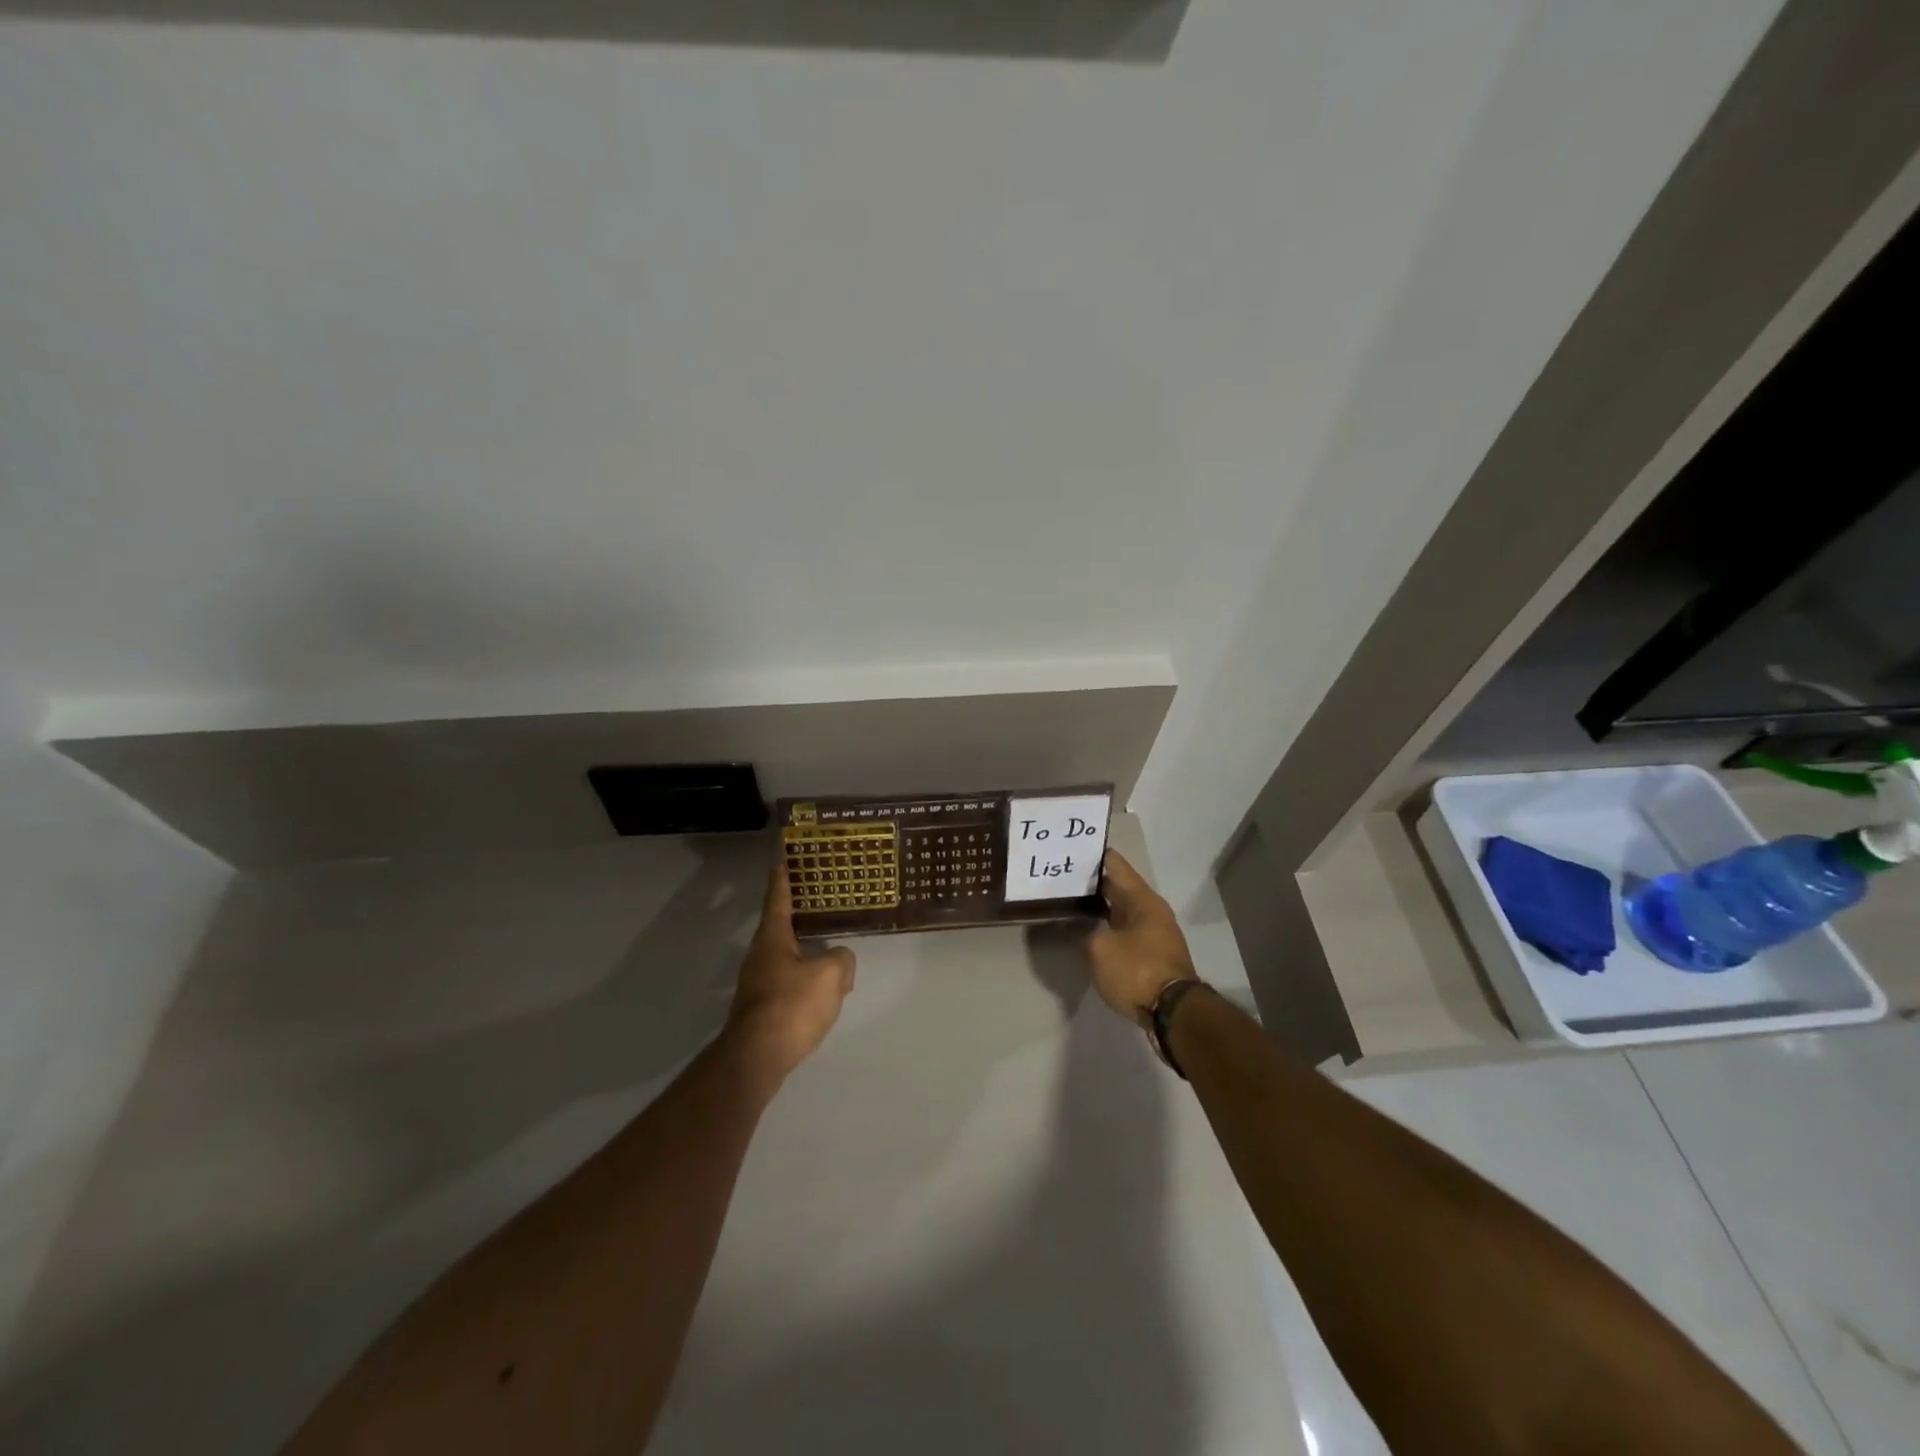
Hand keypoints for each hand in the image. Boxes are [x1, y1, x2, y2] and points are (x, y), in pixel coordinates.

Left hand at [724, 860, 856, 1081]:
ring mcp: (758, 983)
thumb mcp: (828, 977)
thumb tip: (841, 959)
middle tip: (818, 896)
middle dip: (797, 911)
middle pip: (779, 925)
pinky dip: (805, 976)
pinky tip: (823, 987)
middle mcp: (760, 955)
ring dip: (804, 948)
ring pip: (785, 955)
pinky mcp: (762, 1008)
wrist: (756, 1058)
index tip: (782, 855)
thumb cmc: (791, 1006)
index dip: (783, 876)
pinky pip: (788, 980)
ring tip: (829, 944)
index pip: (778, 897)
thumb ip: (841, 960)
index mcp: (772, 938)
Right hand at [1086, 849, 1199, 1019]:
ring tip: (1074, 901)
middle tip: (1065, 875)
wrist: (1172, 1012)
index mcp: (1142, 900)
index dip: (1097, 855)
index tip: (1077, 847)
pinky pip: (1126, 931)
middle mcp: (1152, 911)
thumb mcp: (1100, 948)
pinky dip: (1109, 927)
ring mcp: (1155, 934)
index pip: (1117, 866)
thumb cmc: (1136, 970)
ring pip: (1123, 911)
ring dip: (1102, 906)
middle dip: (1096, 882)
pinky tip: (1091, 930)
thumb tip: (1096, 935)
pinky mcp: (1153, 955)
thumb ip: (1091, 933)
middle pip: (1120, 888)